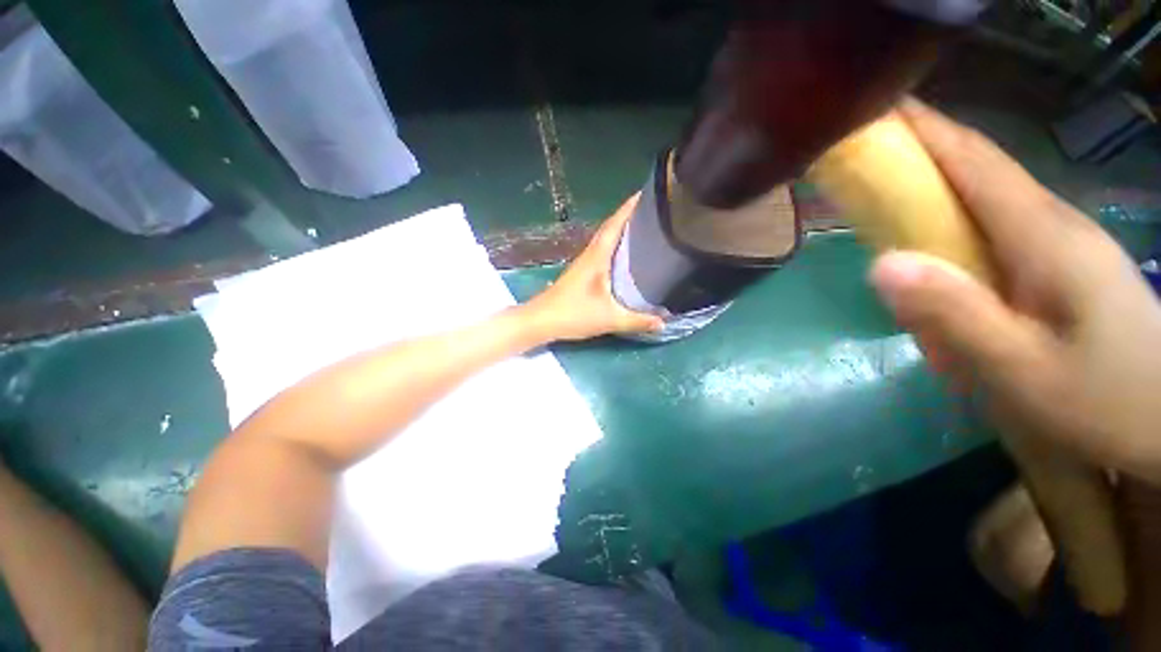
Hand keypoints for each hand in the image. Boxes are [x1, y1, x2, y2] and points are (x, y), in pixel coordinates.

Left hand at [522, 195, 663, 341]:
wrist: (541, 321)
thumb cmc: (573, 314)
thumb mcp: (609, 319)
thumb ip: (637, 321)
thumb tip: (664, 322)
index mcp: (597, 257)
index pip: (614, 224)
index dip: (629, 207)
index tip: (647, 193)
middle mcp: (590, 254)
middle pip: (610, 227)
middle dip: (629, 215)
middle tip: (653, 211)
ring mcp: (583, 263)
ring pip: (604, 239)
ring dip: (621, 229)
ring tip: (644, 229)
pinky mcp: (581, 273)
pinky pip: (601, 251)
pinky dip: (614, 245)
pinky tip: (624, 255)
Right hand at [868, 100, 1160, 483]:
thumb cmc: (1106, 404)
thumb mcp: (1024, 372)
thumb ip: (954, 315)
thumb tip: (881, 264)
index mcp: (1044, 235)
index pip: (974, 161)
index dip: (924, 129)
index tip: (876, 106)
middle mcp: (1050, 225)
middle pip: (977, 172)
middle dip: (919, 154)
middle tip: (864, 155)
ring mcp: (1058, 245)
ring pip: (985, 201)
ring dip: (934, 190)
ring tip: (886, 195)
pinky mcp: (1059, 267)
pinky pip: (995, 231)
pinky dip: (955, 225)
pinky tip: (936, 247)